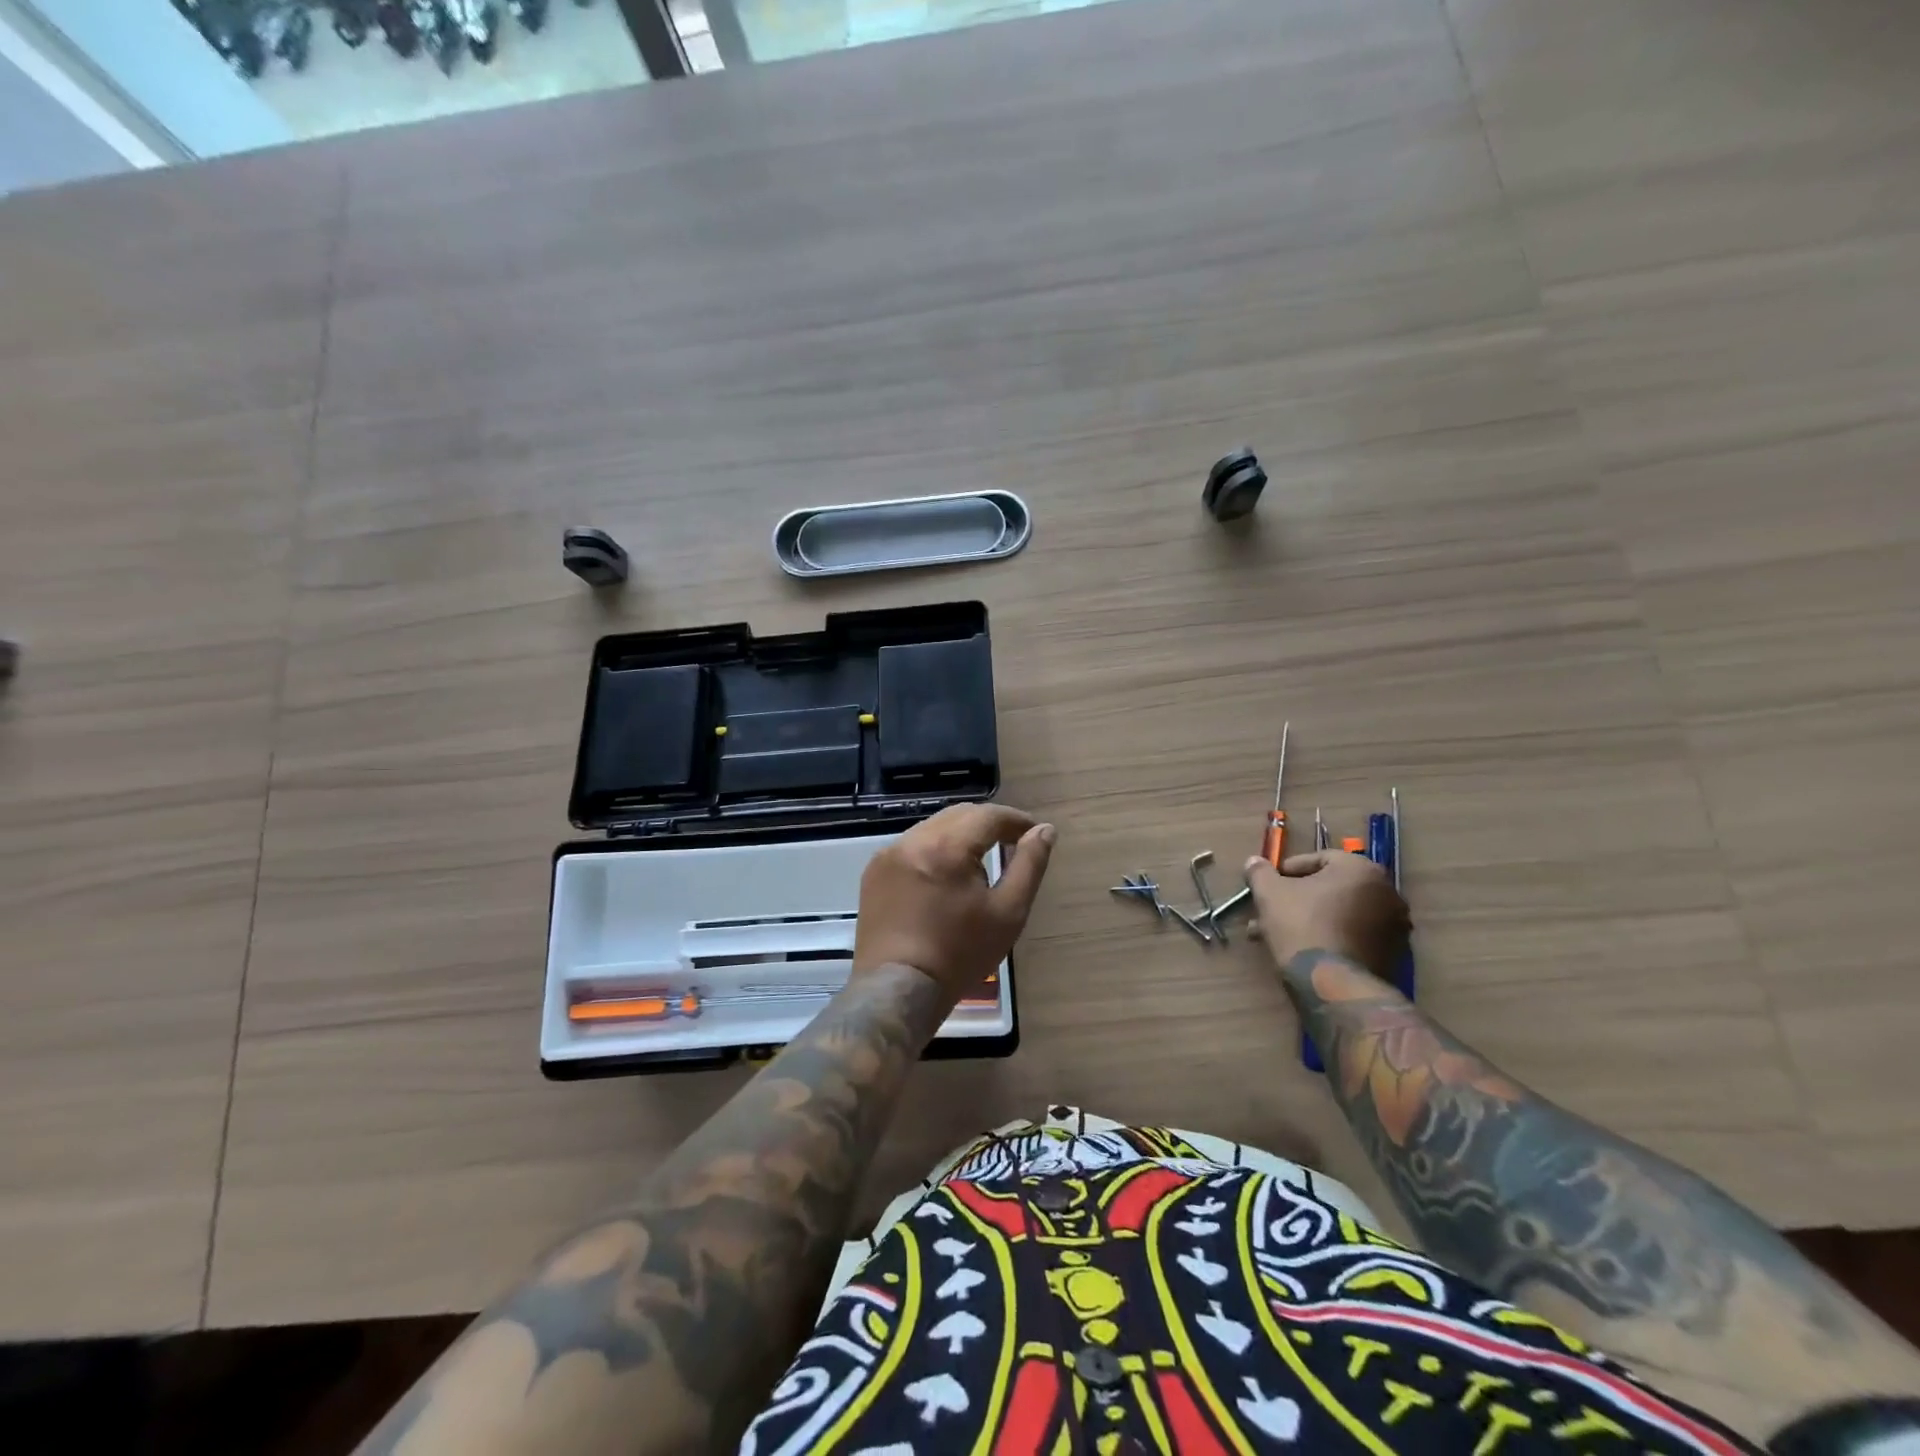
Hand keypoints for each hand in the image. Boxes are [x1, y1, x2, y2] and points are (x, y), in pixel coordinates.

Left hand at [853, 804, 1055, 1007]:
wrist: (898, 989)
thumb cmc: (960, 954)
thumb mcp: (1008, 912)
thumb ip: (1029, 865)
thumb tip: (1044, 831)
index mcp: (946, 847)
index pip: (987, 815)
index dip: (1015, 820)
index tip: (1032, 833)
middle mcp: (913, 840)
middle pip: (959, 815)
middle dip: (988, 824)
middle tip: (1012, 843)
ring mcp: (888, 854)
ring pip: (934, 828)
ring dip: (961, 835)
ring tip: (981, 861)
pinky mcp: (874, 871)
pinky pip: (912, 846)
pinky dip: (934, 850)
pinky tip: (946, 875)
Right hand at [1245, 850, 1409, 978]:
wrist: (1336, 986)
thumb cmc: (1302, 927)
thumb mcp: (1270, 893)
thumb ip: (1260, 872)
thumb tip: (1254, 861)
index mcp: (1361, 869)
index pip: (1319, 858)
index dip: (1288, 870)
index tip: (1269, 885)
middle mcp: (1386, 892)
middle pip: (1331, 888)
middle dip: (1297, 899)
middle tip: (1271, 911)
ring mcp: (1394, 926)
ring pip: (1340, 914)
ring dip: (1310, 919)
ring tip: (1279, 935)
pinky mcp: (1392, 955)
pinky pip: (1354, 936)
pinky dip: (1330, 937)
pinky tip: (1303, 950)